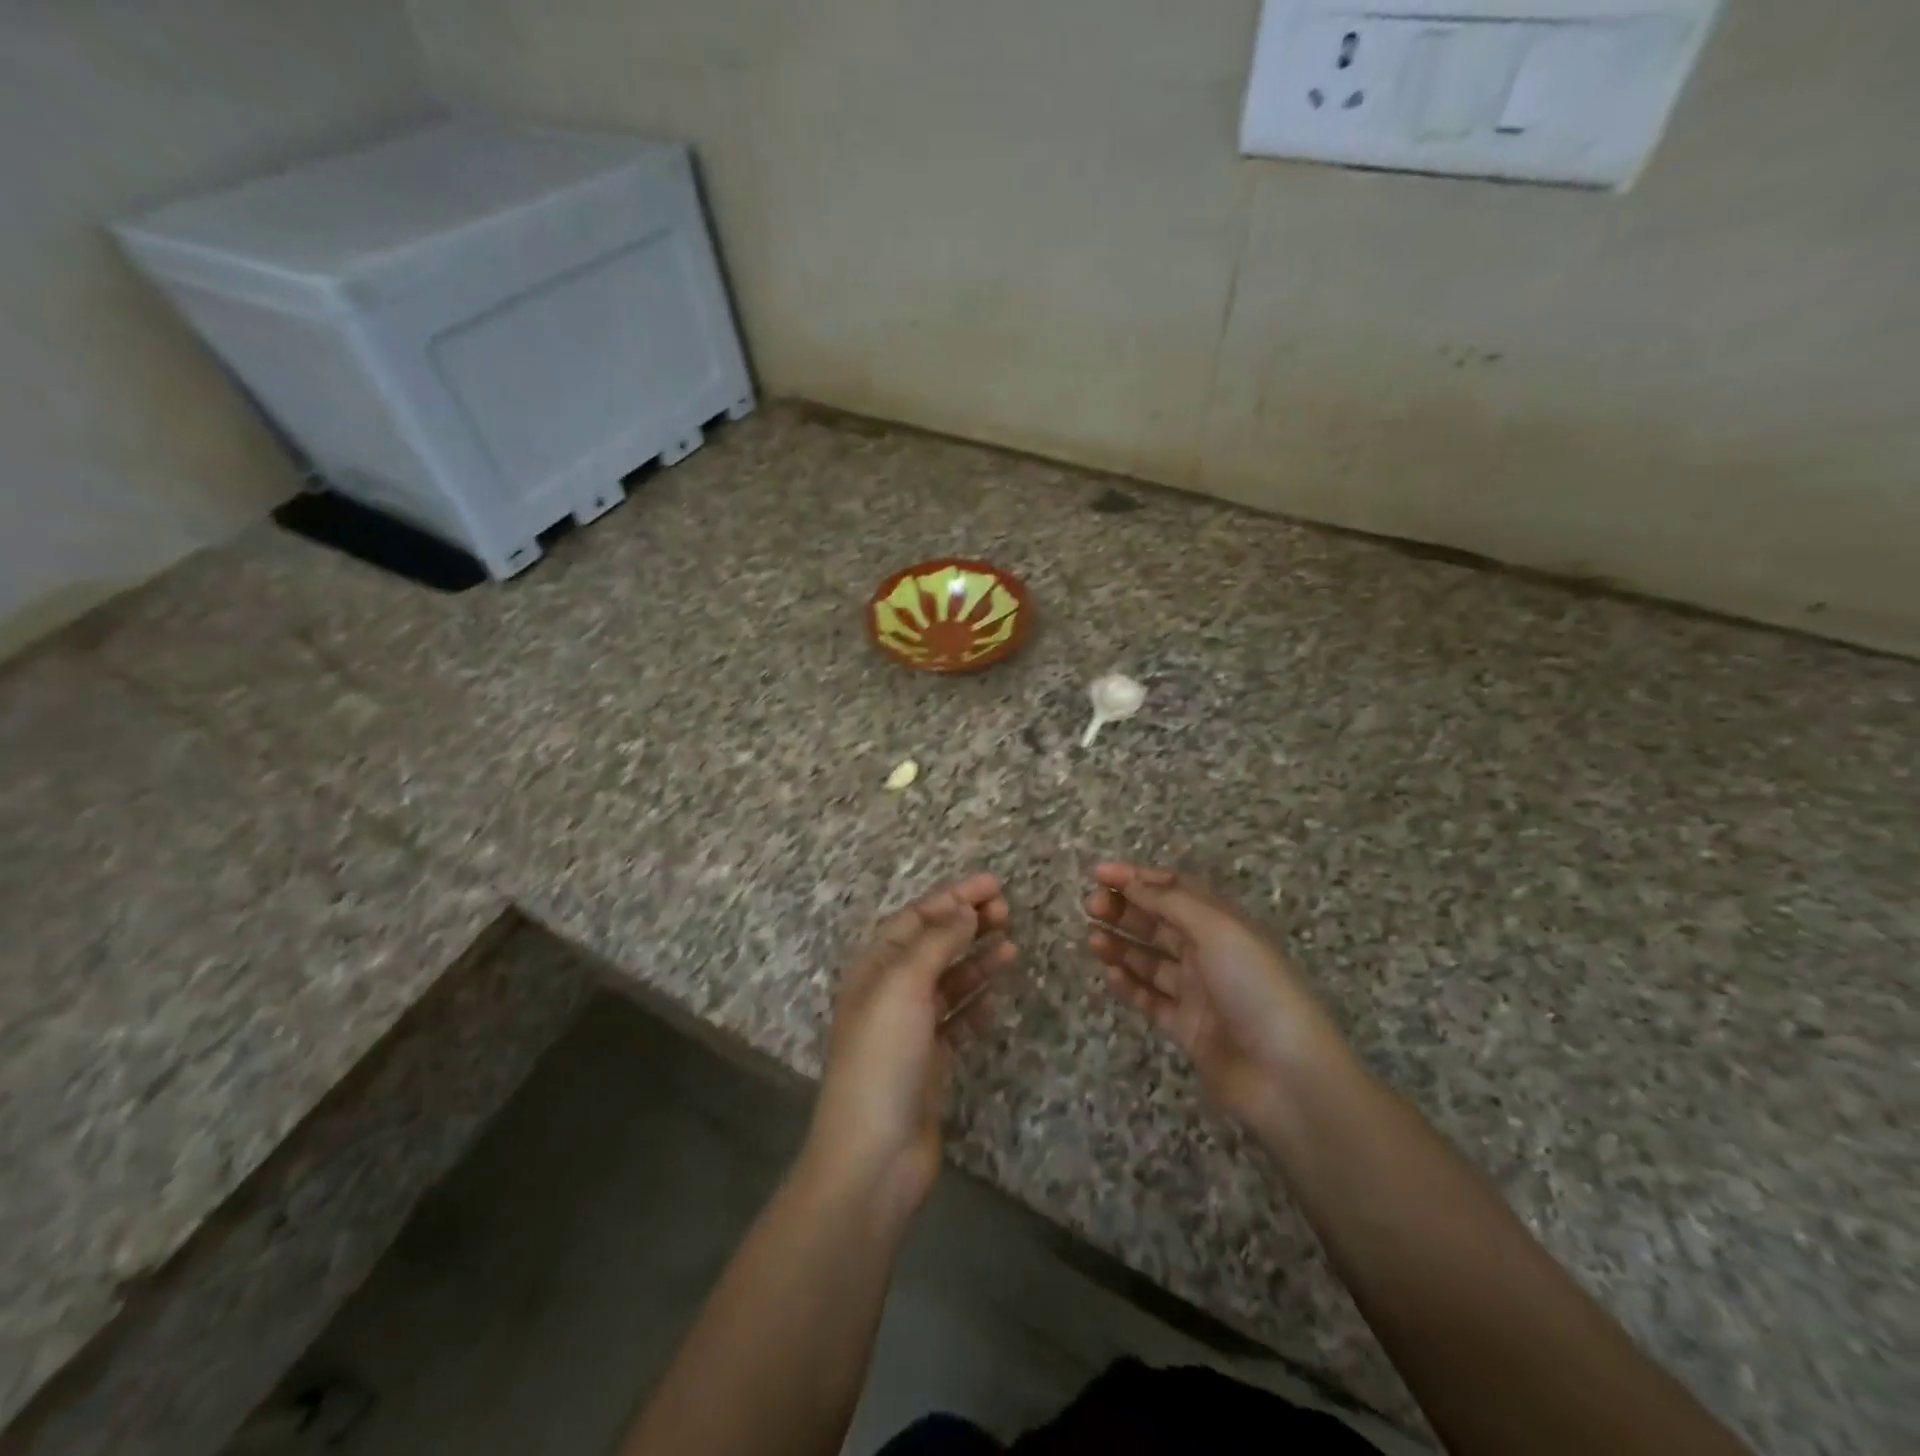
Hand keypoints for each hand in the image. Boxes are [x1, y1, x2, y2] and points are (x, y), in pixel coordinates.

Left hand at [805, 873, 1014, 1221]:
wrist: (874, 1153)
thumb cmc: (883, 1056)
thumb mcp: (904, 986)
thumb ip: (936, 942)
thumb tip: (963, 909)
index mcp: (874, 967)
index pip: (916, 918)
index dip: (952, 898)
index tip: (992, 885)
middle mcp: (889, 991)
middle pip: (933, 945)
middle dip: (968, 925)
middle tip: (1008, 911)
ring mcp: (909, 1027)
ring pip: (949, 981)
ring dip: (978, 961)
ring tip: (1012, 947)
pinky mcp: (929, 1060)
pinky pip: (956, 1021)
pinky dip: (975, 1006)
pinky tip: (995, 1000)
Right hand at [1086, 862, 1350, 1133]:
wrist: (1287, 1077)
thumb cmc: (1256, 988)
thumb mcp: (1218, 931)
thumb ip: (1171, 903)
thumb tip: (1132, 880)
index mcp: (1224, 924)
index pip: (1175, 890)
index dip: (1138, 878)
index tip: (1100, 873)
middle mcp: (1210, 953)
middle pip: (1159, 923)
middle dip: (1125, 909)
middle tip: (1091, 905)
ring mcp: (1197, 992)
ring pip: (1150, 961)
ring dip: (1120, 945)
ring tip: (1092, 939)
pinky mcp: (1186, 1028)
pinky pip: (1150, 999)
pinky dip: (1128, 985)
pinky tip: (1108, 973)